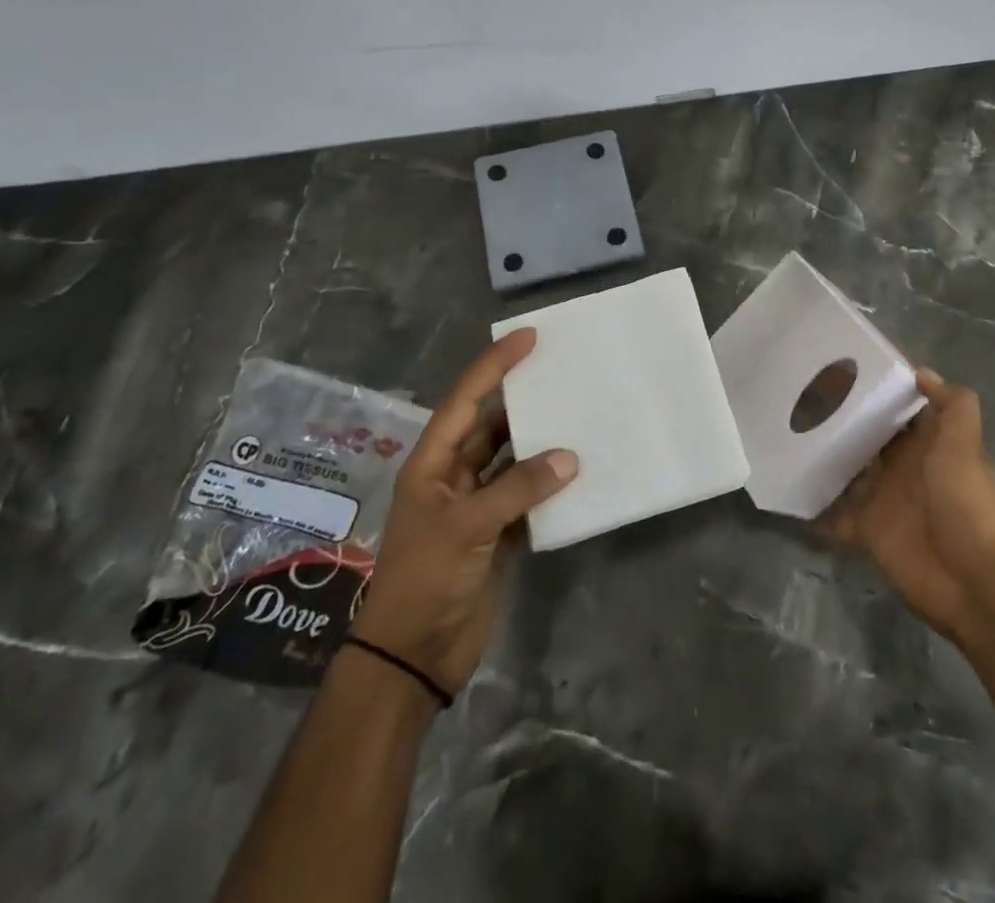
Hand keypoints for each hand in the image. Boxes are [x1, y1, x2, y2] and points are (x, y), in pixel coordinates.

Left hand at [349, 329, 576, 692]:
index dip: (495, 366)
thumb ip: (519, 487)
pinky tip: (579, 471)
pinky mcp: (496, 533)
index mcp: (432, 463)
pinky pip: (528, 495)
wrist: (414, 656)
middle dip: (523, 400)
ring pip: (512, 460)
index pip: (465, 400)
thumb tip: (570, 457)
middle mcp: (453, 476)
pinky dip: (549, 484)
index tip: (528, 337)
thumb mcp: (468, 527)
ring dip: (541, 443)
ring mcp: (476, 505)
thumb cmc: (426, 579)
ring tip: (580, 415)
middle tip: (564, 372)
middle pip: (491, 425)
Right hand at [818, 368, 994, 645]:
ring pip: (850, 471)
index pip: (901, 411)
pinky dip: (818, 509)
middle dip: (844, 422)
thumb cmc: (963, 502)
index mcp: (928, 445)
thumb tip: (922, 371)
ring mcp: (884, 498)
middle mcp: (904, 467)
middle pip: (871, 438)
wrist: (967, 577)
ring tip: (789, 434)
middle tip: (804, 396)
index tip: (845, 370)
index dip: (880, 392)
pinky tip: (792, 489)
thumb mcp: (964, 445)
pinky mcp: (867, 530)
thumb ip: (952, 406)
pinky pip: (836, 516)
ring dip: (826, 460)